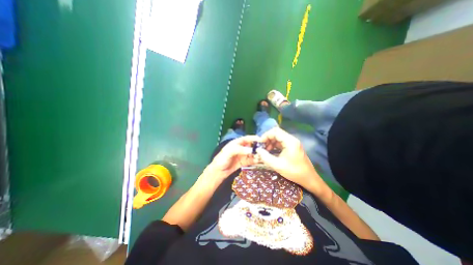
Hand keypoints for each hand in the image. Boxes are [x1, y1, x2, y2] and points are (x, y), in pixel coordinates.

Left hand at [207, 135, 258, 180]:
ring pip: (252, 153)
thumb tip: (251, 150)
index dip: (253, 138)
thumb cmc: (222, 159)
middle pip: (250, 145)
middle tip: (264, 149)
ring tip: (263, 156)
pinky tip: (259, 161)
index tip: (261, 140)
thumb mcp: (229, 152)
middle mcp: (240, 148)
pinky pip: (251, 160)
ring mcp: (242, 155)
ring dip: (257, 154)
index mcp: (236, 143)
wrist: (218, 171)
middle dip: (257, 147)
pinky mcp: (243, 162)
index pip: (246, 138)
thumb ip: (240, 150)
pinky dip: (255, 160)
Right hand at [258, 127, 327, 194]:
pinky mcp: (292, 147)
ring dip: (270, 142)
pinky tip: (270, 152)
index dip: (266, 135)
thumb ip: (265, 157)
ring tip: (265, 151)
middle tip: (261, 147)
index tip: (260, 143)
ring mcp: (293, 143)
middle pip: (276, 133)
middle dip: (267, 139)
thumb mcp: (277, 165)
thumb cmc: (294, 172)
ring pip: (278, 138)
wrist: (309, 179)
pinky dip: (274, 146)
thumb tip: (257, 150)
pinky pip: (281, 142)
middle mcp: (292, 139)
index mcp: (290, 141)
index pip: (275, 131)